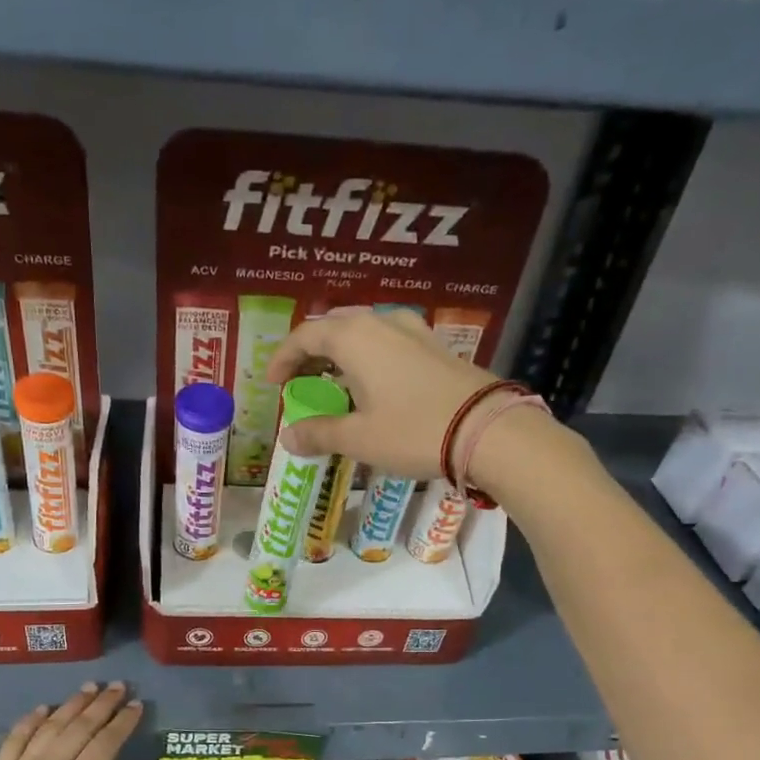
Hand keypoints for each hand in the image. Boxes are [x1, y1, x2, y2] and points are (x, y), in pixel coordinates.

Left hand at [0, 683, 142, 759]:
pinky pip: (15, 739)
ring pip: (49, 726)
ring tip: (89, 689)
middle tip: (117, 686)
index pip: (105, 743)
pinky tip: (43, 709)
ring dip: (71, 705)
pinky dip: (30, 720)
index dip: (123, 722)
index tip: (136, 705)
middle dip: (101, 704)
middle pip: (79, 726)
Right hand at [265, 308, 496, 478]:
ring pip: (364, 333)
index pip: (305, 336)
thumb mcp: (359, 438)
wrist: (487, 430)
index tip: (273, 383)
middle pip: (334, 328)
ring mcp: (413, 330)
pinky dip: (368, 359)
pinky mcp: (434, 347)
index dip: (283, 358)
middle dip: (311, 354)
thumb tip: (287, 437)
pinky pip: (388, 343)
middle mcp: (381, 322)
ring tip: (334, 385)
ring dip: (341, 356)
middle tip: (301, 383)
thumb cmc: (413, 430)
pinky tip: (373, 387)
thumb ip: (319, 433)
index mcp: (354, 337)